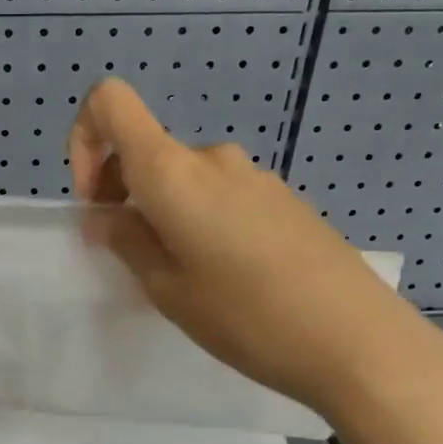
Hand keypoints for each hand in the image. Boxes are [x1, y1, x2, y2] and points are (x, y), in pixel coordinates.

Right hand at [68, 77, 442, 431]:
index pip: (110, 102)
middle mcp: (212, 159)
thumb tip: (107, 216)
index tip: (96, 201)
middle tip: (132, 258)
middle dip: (123, 194)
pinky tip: (226, 277)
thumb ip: (128, 242)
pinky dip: (200, 221)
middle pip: (146, 149)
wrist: (358, 341)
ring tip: (182, 277)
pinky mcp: (283, 199)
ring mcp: (254, 176)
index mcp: (173, 171)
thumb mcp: (168, 290)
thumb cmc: (247, 317)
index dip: (84, 139)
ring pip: (184, 179)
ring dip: (164, 214)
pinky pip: (221, 195)